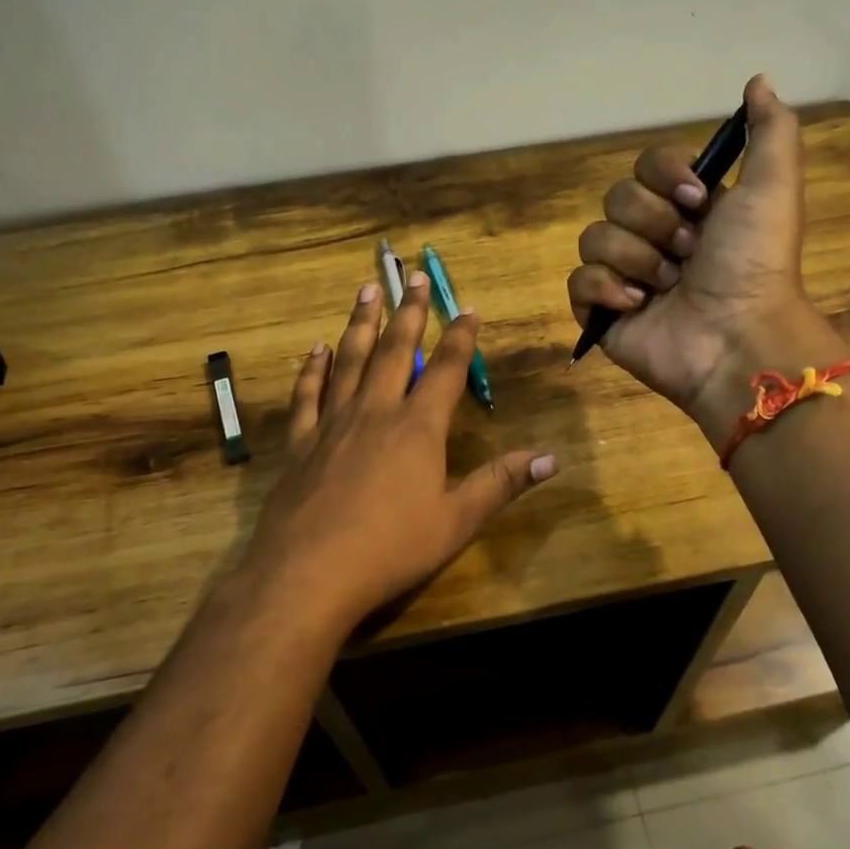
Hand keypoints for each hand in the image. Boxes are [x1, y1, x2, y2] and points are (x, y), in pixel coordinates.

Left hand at [238, 273, 556, 632]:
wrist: (308, 573)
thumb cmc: (391, 548)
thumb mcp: (456, 521)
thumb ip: (500, 483)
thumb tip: (550, 458)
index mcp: (417, 427)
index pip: (445, 370)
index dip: (460, 338)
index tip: (468, 308)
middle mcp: (375, 412)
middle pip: (393, 350)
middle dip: (408, 312)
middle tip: (411, 276)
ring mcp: (332, 423)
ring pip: (348, 360)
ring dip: (360, 323)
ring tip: (367, 290)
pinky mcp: (299, 443)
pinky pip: (307, 395)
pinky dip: (313, 369)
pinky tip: (316, 350)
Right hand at [568, 75, 838, 429]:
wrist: (736, 337)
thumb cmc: (754, 263)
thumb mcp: (774, 187)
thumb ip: (770, 131)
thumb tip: (758, 79)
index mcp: (688, 210)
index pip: (646, 166)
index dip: (665, 177)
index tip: (698, 200)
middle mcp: (654, 237)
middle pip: (617, 199)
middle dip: (654, 224)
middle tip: (688, 253)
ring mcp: (625, 276)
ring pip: (594, 237)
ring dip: (636, 259)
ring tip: (666, 287)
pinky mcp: (603, 313)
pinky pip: (578, 281)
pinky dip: (605, 290)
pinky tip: (637, 305)